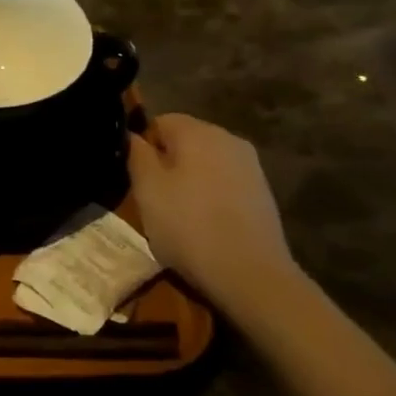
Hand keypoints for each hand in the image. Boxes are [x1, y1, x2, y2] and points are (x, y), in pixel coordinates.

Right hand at [129, 114, 303, 317]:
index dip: (142, 146)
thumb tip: (133, 135)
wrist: (250, 274)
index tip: (135, 177)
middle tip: (151, 198)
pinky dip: (210, 196)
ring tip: (177, 215)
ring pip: (205, 163)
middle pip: (185, 140)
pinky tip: (204, 225)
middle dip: (166, 163)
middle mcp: (228, 138)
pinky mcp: (262, 192)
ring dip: (188, 181)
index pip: (159, 121)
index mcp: (198, 131)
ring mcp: (250, 166)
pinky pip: (224, 183)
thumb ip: (136, 153)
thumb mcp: (146, 189)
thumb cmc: (188, 226)